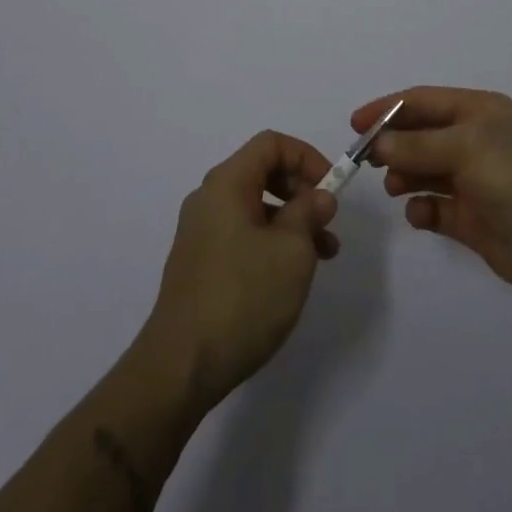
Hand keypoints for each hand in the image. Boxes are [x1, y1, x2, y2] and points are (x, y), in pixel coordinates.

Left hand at [139, 130, 339, 409]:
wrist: (180, 367)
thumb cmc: (242, 297)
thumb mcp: (292, 251)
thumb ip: (309, 213)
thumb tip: (319, 196)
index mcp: (226, 183)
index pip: (271, 144)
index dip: (306, 156)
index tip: (331, 187)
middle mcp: (209, 199)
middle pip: (262, 172)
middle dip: (302, 191)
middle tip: (328, 221)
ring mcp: (201, 233)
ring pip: (256, 207)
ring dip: (292, 221)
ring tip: (324, 255)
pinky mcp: (200, 264)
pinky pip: (243, 234)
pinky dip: (272, 242)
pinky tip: (291, 276)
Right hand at [351, 86, 511, 298]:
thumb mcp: (466, 148)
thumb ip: (417, 145)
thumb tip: (378, 143)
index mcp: (479, 112)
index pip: (424, 101)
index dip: (388, 108)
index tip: (355, 123)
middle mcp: (474, 141)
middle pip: (421, 135)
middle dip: (393, 143)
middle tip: (364, 159)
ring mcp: (473, 180)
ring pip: (424, 171)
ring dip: (404, 175)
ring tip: (392, 186)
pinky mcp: (471, 217)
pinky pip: (435, 207)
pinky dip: (422, 208)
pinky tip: (419, 213)